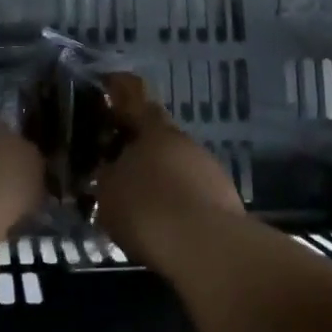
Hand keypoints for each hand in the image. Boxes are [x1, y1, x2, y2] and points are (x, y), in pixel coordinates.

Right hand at [94, 72, 246, 272]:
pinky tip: (166, 220)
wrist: (205, 247)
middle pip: (158, 134)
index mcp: (153, 130)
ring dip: (161, 173)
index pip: (134, 99)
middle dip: (139, 144)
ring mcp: (208, 166)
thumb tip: (108, 169)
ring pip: (177, 162)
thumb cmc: (147, 209)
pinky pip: (193, 189)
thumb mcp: (108, 193)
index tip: (109, 84)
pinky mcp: (225, 196)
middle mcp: (183, 140)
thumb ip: (106, 175)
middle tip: (118, 159)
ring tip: (141, 198)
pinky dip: (178, 197)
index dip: (120, 91)